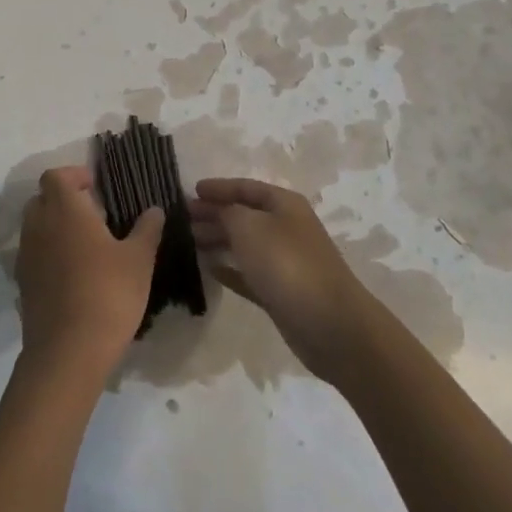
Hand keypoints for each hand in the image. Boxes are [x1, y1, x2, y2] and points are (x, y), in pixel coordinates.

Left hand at [15, 167, 161, 381]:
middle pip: (42, 198)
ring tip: (86, 244)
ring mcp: (26, 256)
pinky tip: (74, 273)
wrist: (68, 351)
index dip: (74, 175)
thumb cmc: (108, 294)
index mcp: (64, 210)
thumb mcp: (138, 260)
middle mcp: (38, 226)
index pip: (55, 176)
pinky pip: (34, 254)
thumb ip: (146, 230)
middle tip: (93, 213)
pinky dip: (49, 253)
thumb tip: (154, 210)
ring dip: (55, 226)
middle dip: (63, 199)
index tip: (96, 187)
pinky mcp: (23, 283)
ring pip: (35, 227)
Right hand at [189, 179, 374, 381]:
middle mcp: (286, 228)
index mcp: (283, 204)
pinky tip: (210, 270)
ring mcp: (285, 261)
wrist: (329, 323)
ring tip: (190, 241)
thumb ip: (228, 212)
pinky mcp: (281, 292)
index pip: (245, 187)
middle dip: (214, 214)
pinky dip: (230, 270)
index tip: (192, 190)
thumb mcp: (249, 226)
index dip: (219, 187)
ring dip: (218, 240)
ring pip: (245, 244)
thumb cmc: (286, 264)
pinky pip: (249, 274)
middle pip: (244, 215)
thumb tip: (218, 211)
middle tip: (183, 219)